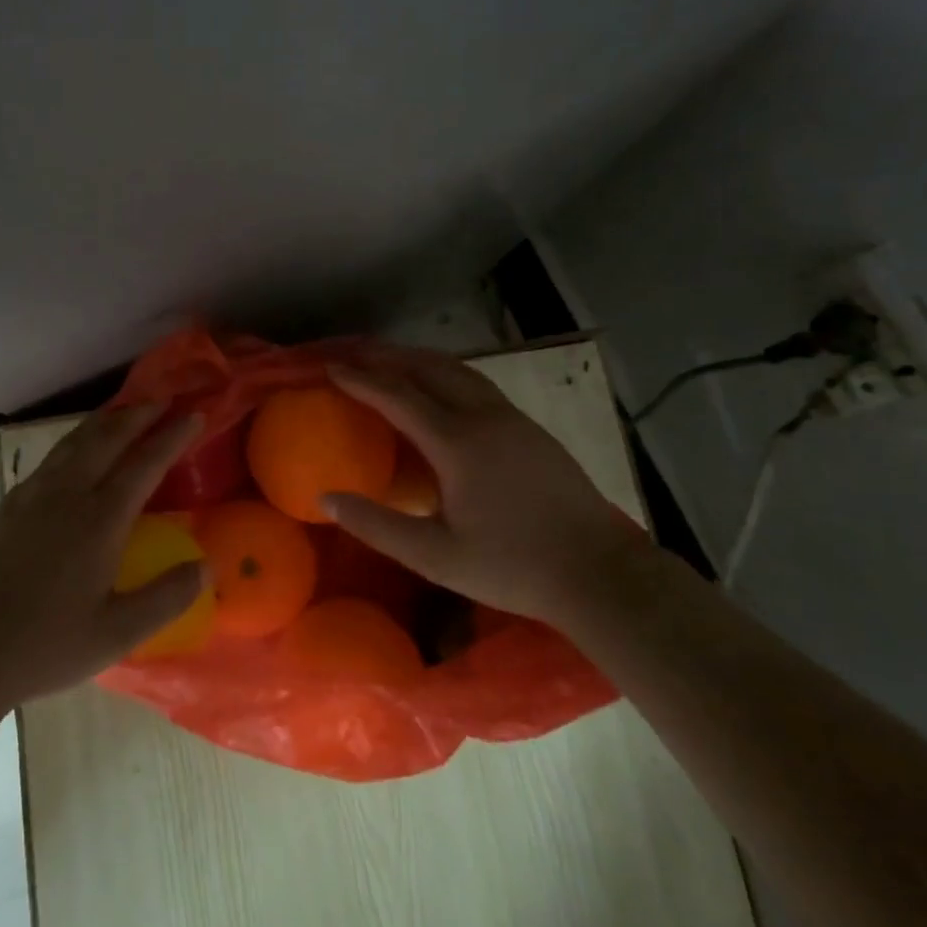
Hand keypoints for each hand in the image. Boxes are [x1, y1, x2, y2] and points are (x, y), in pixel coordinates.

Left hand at [0, 405, 206, 712]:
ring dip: (105, 420)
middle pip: (108, 438)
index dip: (172, 436)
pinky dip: (76, 440)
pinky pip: (52, 457)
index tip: (194, 414)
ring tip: (125, 411)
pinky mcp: (9, 504)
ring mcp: (33, 495)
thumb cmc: (45, 645)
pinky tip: (76, 450)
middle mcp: (67, 494)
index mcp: (100, 520)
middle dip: (139, 414)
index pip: (145, 464)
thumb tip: (207, 564)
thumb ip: (167, 597)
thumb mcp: (117, 634)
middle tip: (163, 399)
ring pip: (75, 441)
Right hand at [321, 346, 642, 622]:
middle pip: (427, 368)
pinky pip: (476, 383)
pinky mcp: (530, 428)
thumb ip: (377, 525)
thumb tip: (326, 498)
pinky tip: (439, 389)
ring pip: (456, 370)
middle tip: (353, 354)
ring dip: (418, 359)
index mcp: (457, 443)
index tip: (331, 368)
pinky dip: (444, 373)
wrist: (600, 572)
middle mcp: (483, 416)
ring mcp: (511, 418)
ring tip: (389, 361)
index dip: (360, 379)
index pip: (397, 396)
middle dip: (386, 356)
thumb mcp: (435, 556)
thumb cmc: (513, 566)